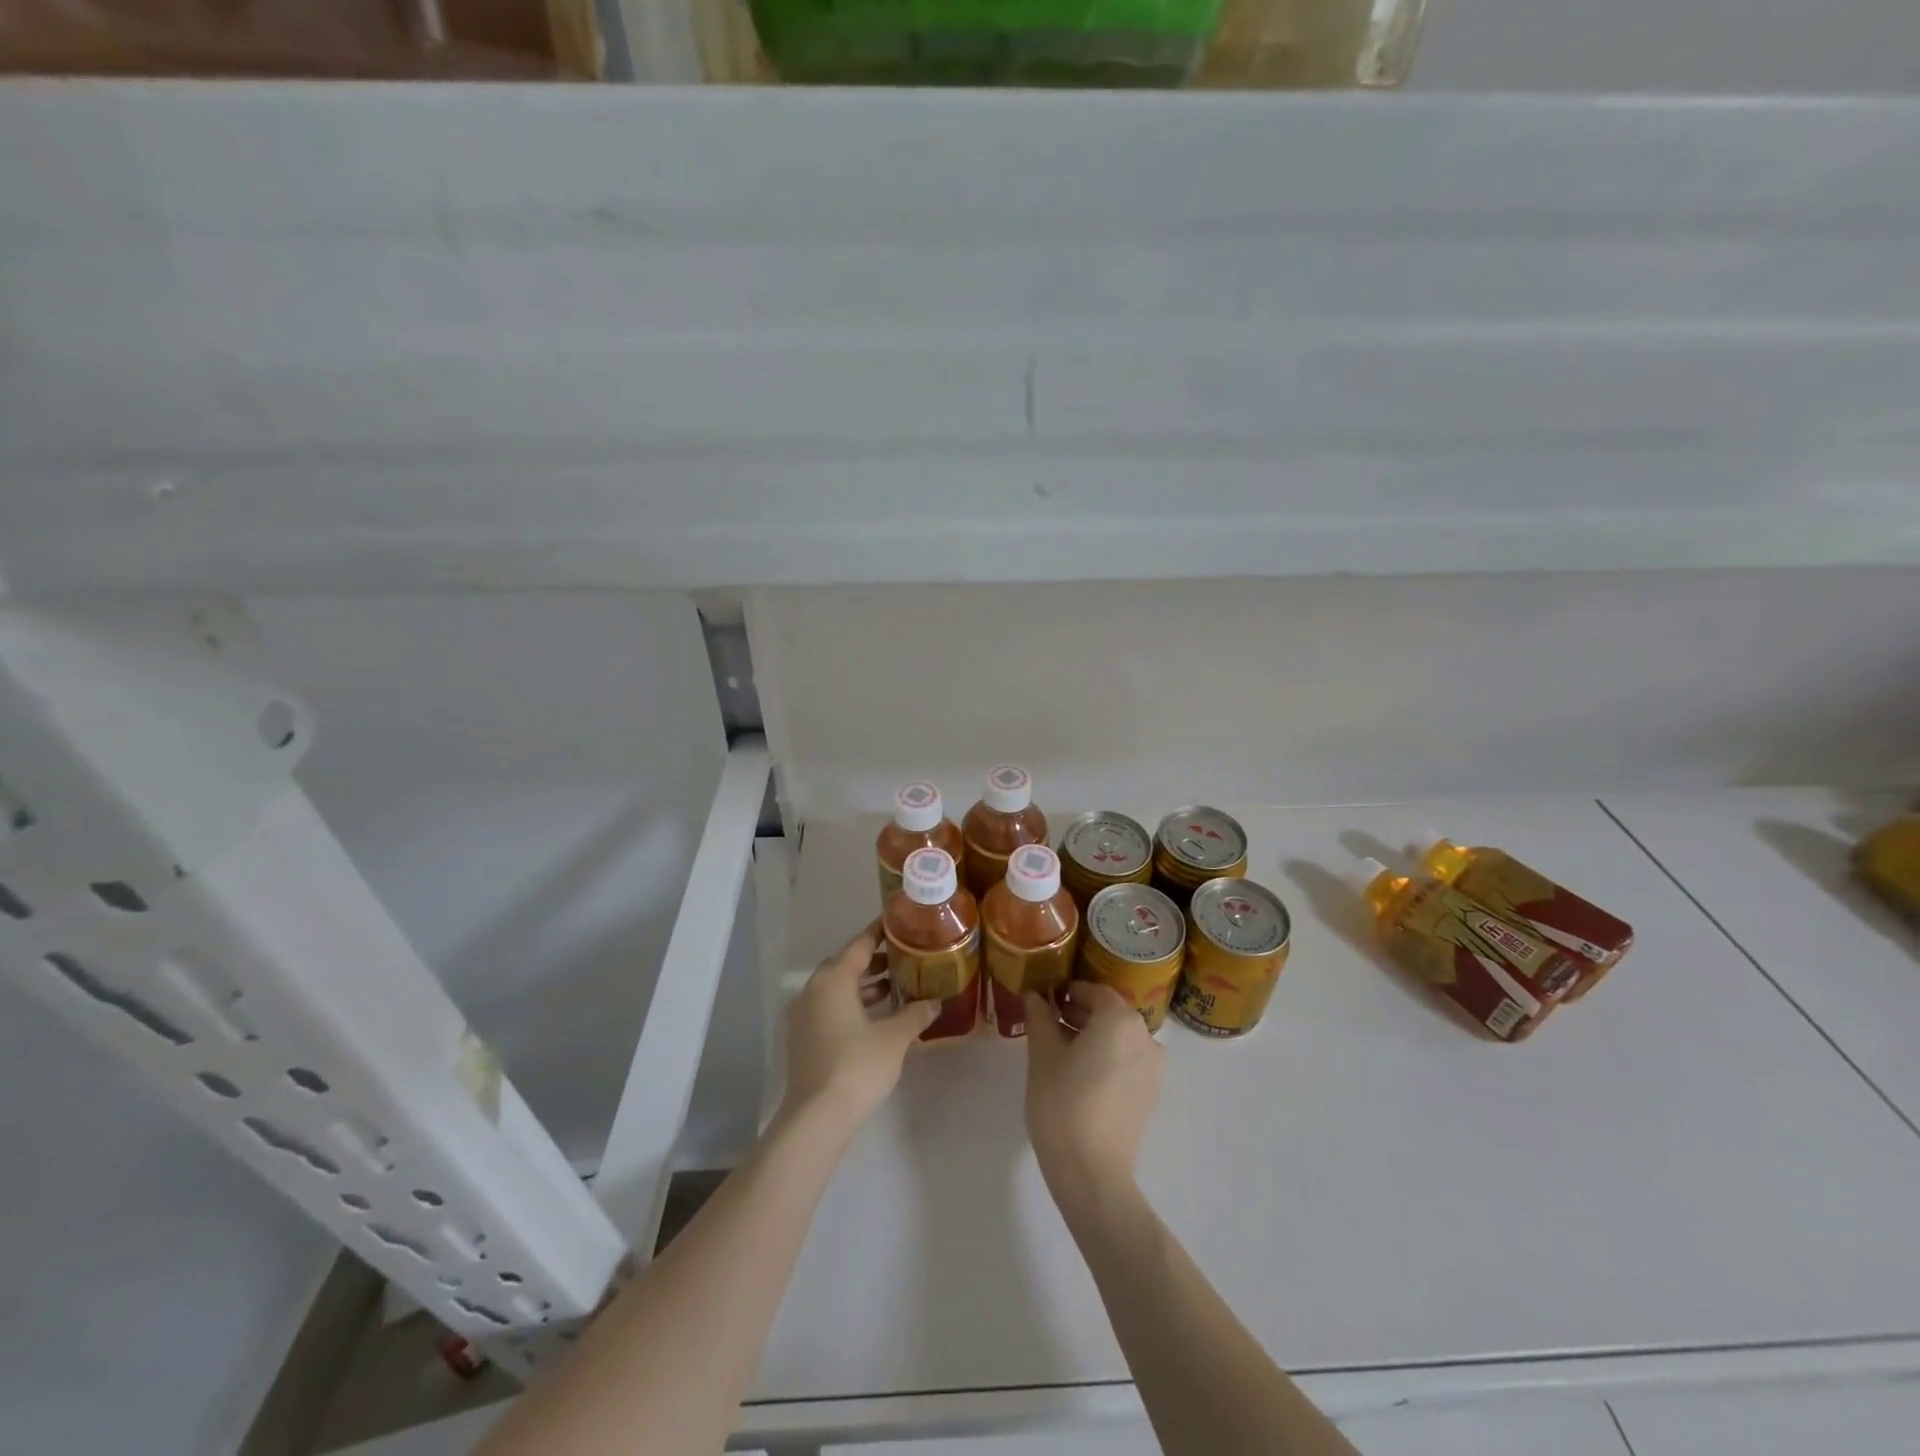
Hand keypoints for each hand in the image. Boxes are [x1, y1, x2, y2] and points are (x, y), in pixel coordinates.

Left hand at [782, 922, 937, 1133]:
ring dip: (864, 985)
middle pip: (847, 964)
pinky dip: (853, 1004)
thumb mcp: (894, 1038)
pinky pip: (830, 1007)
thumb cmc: (857, 1066)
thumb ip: (914, 1014)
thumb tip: (934, 1002)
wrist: (817, 1116)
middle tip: (905, 957)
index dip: (882, 932)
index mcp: (833, 979)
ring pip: (838, 988)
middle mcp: (814, 989)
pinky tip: (877, 1016)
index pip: (860, 944)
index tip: (901, 922)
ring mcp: (804, 1014)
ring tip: (896, 986)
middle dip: (875, 960)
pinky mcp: (803, 1037)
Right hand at [1024, 981, 1163, 1211]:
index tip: (1044, 1000)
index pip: (1093, 991)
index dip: (1067, 991)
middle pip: (1109, 1013)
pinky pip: (1126, 1061)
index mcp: (1120, 1019)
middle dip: (1079, 1014)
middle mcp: (1144, 1037)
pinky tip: (1079, 1076)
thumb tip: (1035, 996)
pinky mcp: (1150, 1094)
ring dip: (1092, 1036)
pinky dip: (1106, 1058)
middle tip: (1047, 1024)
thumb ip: (1040, 1018)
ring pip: (1119, 1038)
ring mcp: (1152, 1068)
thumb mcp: (1042, 1054)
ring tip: (1060, 1051)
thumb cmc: (1063, 1103)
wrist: (1093, 1173)